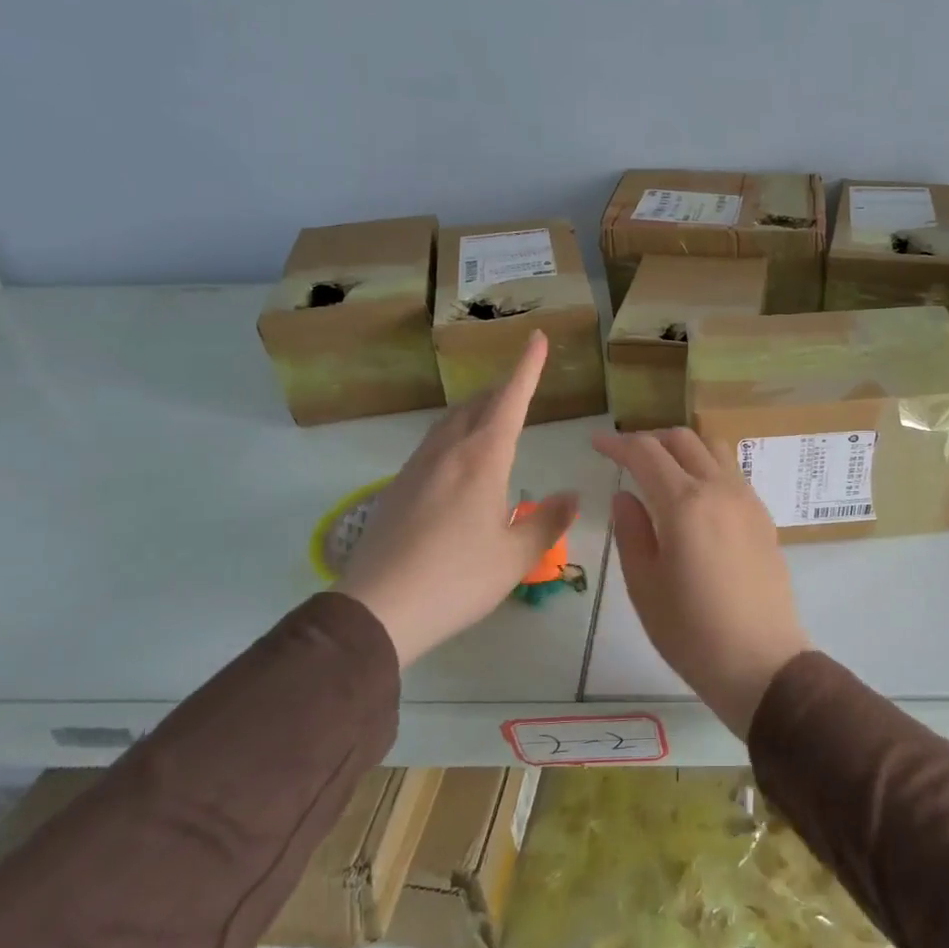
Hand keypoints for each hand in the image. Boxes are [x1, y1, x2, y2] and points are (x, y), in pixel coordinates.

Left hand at [337, 333, 578, 668]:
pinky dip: (456, 435)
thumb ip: (547, 521)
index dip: (526, 367)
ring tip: (494, 416)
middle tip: (522, 386)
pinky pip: (433, 445)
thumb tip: (571, 497)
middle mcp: (448, 453)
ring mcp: (417, 468)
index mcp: (482, 460)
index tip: (535, 337)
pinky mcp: (397, 488)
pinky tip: (460, 461)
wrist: (377, 609)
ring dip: (476, 410)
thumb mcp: (515, 556)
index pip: (509, 400)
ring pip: (450, 422)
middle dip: (502, 389)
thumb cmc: (457, 579)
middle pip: (476, 405)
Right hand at [590, 428, 810, 737]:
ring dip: (683, 447)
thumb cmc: (691, 631)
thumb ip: (632, 531)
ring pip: (713, 448)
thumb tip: (625, 495)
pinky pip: (731, 472)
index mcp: (684, 503)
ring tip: (661, 467)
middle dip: (650, 439)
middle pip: (683, 439)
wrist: (761, 661)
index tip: (597, 442)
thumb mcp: (644, 585)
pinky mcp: (763, 516)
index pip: (646, 453)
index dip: (618, 443)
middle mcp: (719, 489)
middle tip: (625, 455)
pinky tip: (694, 494)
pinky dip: (706, 466)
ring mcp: (747, 499)